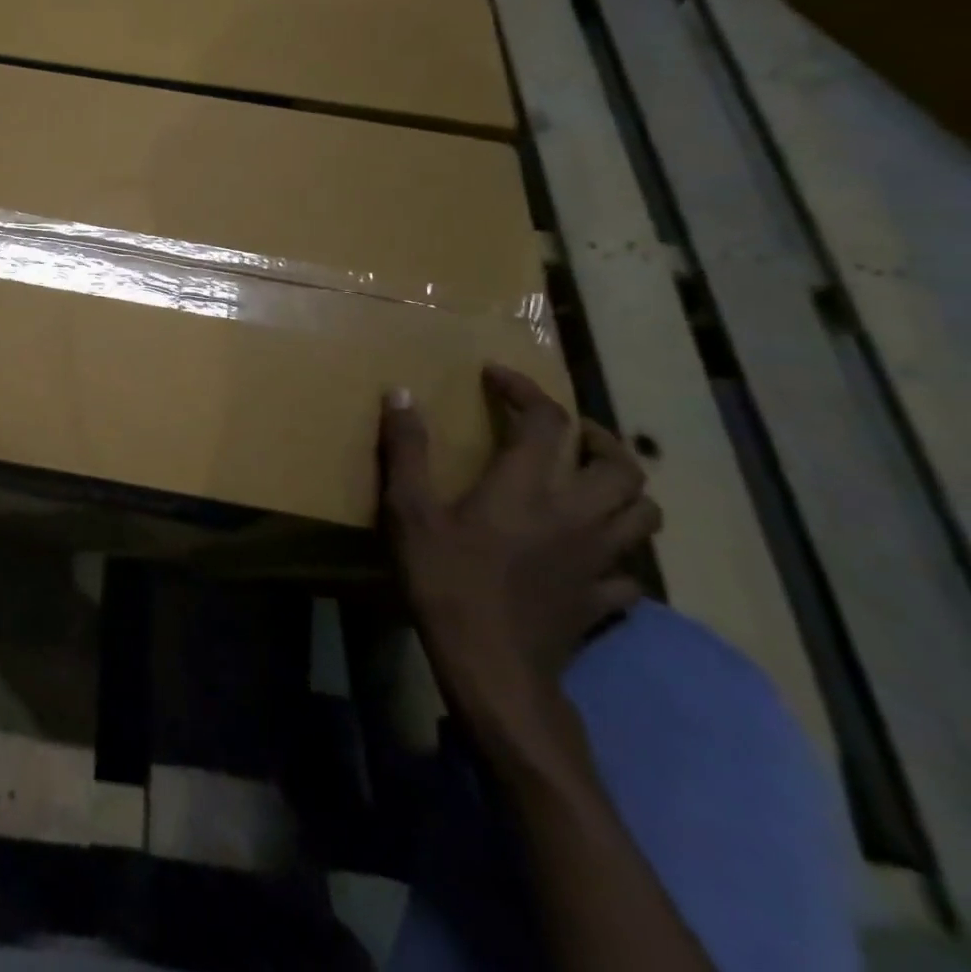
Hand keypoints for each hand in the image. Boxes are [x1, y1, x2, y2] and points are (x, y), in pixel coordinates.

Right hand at [378, 365, 660, 747]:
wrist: (493, 669)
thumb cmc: (446, 581)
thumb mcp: (410, 511)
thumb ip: (407, 450)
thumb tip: (400, 393)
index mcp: (529, 488)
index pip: (546, 420)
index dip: (525, 389)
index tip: (496, 376)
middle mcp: (577, 515)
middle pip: (621, 464)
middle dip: (597, 435)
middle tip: (564, 430)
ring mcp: (599, 561)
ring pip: (643, 513)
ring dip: (622, 488)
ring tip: (589, 481)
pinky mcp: (603, 600)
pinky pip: (630, 570)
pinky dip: (617, 552)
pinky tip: (589, 554)